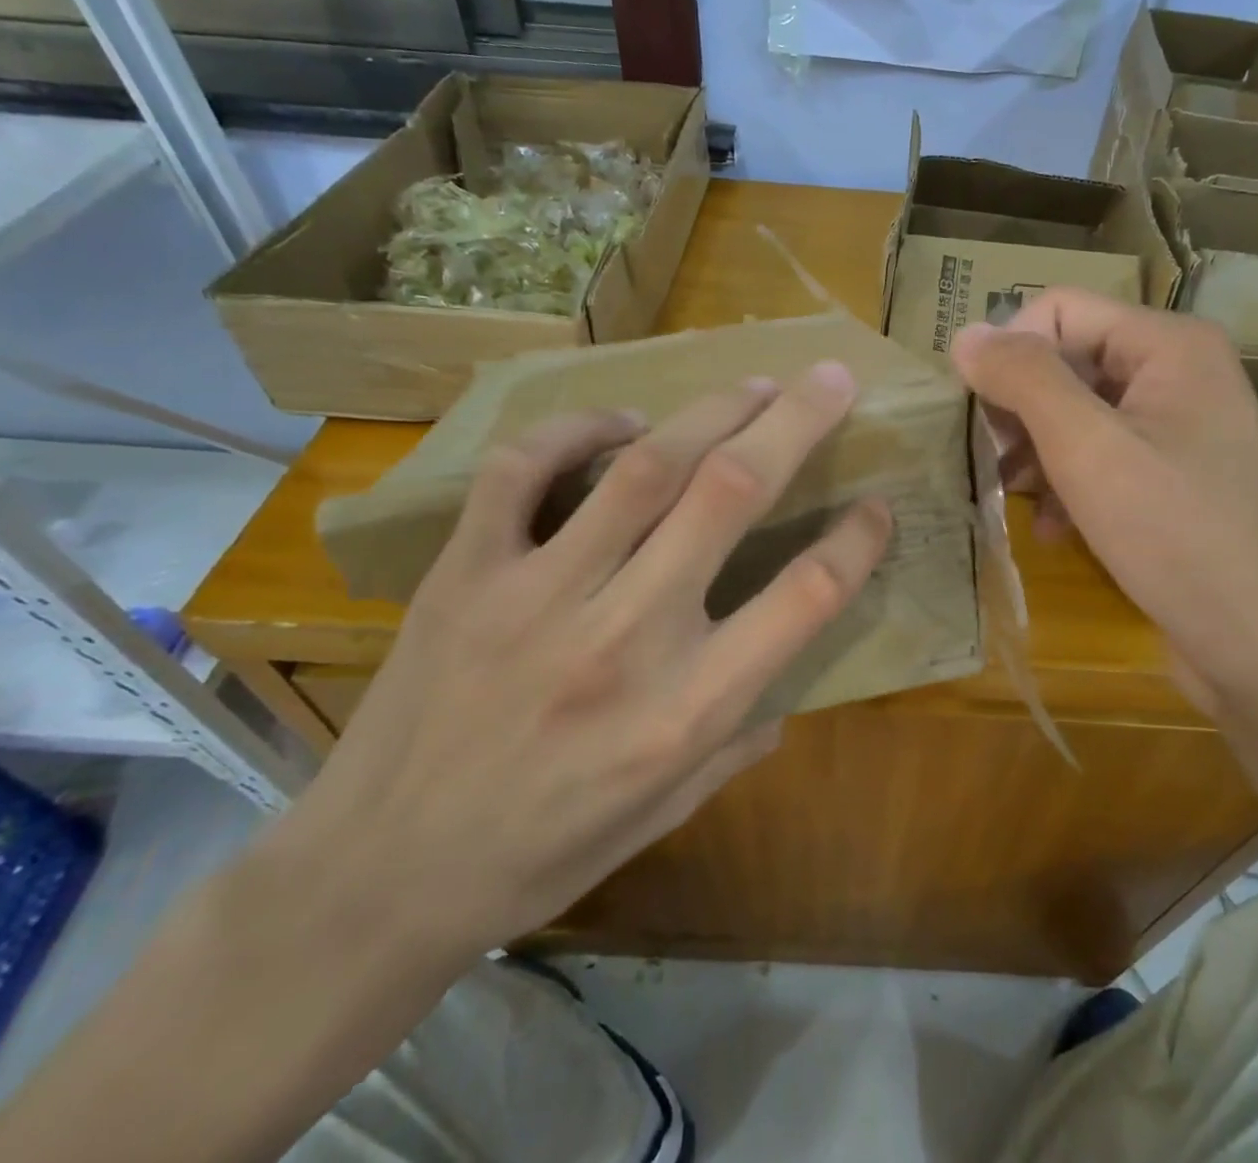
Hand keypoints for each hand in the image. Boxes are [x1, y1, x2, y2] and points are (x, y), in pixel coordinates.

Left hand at [270, 362, 891, 963]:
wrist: (379, 878)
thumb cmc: (544, 852)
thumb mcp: (668, 812)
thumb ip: (740, 737)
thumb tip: (787, 676)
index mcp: (688, 708)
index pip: (806, 596)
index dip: (858, 540)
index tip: (878, 505)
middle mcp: (625, 637)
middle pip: (731, 495)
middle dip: (796, 423)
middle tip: (832, 379)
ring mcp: (538, 595)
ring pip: (644, 466)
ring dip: (712, 410)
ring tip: (753, 385)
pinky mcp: (466, 573)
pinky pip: (524, 468)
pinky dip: (578, 428)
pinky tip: (620, 422)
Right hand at [951, 289, 1257, 715]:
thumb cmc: (1178, 534)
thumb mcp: (1088, 449)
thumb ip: (1024, 380)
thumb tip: (964, 336)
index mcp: (1167, 345)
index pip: (1058, 310)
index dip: (1009, 351)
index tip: (976, 412)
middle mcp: (1176, 375)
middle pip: (1067, 361)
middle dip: (1019, 408)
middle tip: (989, 459)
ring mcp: (1176, 431)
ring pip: (1076, 415)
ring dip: (1035, 452)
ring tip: (1010, 496)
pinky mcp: (1171, 481)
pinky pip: (1100, 459)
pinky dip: (1066, 485)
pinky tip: (1049, 527)